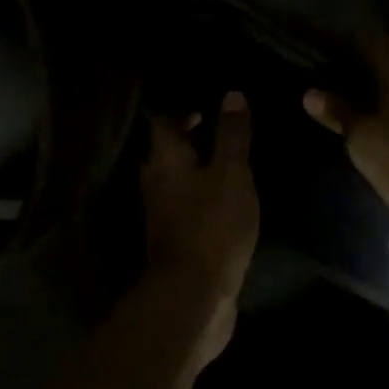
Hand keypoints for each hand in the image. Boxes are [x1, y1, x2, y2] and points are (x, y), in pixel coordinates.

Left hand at [140, 93, 258, 336]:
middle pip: (168, 151)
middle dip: (191, 139)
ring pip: (177, 179)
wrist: (195, 294)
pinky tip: (226, 199)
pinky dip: (203, 196)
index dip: (184, 110)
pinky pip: (187, 205)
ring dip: (198, 168)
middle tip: (221, 129)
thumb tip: (232, 95)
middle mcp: (156, 182)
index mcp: (165, 160)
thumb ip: (232, 135)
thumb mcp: (231, 173)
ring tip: (229, 162)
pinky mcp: (176, 239)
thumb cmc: (213, 225)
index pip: (165, 122)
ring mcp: (163, 213)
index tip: (208, 105)